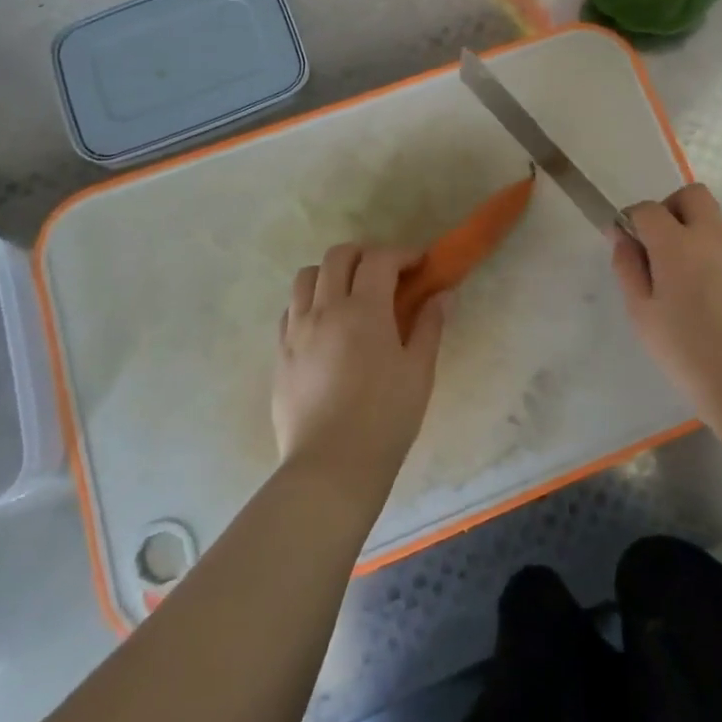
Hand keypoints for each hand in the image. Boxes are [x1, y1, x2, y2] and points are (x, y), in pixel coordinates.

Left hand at [273, 243, 445, 496]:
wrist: (331, 466)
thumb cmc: (386, 418)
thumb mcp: (419, 371)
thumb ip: (429, 326)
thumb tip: (441, 295)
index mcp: (364, 310)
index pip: (380, 259)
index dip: (402, 254)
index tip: (419, 264)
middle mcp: (325, 309)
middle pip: (338, 256)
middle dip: (365, 254)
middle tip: (386, 273)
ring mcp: (297, 330)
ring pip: (306, 277)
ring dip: (331, 273)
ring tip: (351, 293)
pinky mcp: (280, 353)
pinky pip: (291, 309)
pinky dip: (310, 302)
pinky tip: (326, 324)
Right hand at [611, 184, 721, 427]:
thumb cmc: (689, 354)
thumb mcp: (643, 316)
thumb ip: (628, 269)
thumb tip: (622, 236)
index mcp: (678, 245)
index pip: (649, 209)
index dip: (634, 220)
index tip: (630, 243)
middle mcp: (715, 237)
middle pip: (692, 196)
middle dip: (672, 210)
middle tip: (664, 248)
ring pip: (718, 226)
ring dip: (701, 241)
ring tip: (697, 292)